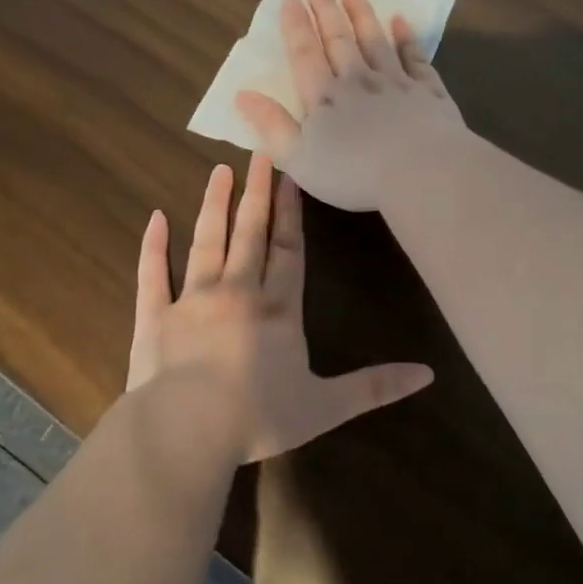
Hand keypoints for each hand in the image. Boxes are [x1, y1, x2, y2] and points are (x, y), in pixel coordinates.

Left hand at [126, 154, 432, 460]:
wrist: (187, 430)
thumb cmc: (259, 418)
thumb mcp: (326, 407)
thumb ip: (374, 387)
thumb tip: (428, 375)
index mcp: (277, 310)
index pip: (288, 251)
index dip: (291, 214)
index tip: (290, 177)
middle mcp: (237, 292)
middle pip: (249, 234)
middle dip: (256, 193)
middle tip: (258, 153)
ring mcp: (192, 299)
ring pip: (206, 242)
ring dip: (214, 206)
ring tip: (219, 172)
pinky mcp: (154, 315)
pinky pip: (153, 273)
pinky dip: (153, 245)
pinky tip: (155, 217)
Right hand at [232, 0, 466, 211]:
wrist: (423, 172)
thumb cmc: (354, 173)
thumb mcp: (299, 159)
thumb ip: (271, 126)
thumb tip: (242, 95)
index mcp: (325, 97)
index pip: (305, 54)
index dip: (295, 26)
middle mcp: (358, 80)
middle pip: (339, 38)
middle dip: (326, 9)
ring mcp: (396, 82)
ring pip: (375, 40)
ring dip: (362, 14)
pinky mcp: (428, 91)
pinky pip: (414, 57)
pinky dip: (407, 38)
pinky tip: (401, 21)